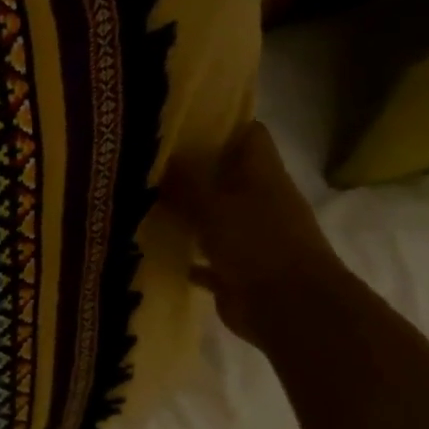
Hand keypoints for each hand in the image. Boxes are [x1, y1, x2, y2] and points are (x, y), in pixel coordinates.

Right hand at [163, 123, 345, 345]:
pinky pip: (203, 255)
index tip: (178, 119)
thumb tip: (159, 156)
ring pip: (212, 215)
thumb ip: (185, 181)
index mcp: (262, 176)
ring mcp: (249, 237)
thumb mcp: (213, 205)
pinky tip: (152, 247)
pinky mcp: (236, 269)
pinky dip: (183, 252)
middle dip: (189, 168)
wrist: (290, 310)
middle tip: (143, 160)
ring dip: (183, 211)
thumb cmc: (257, 245)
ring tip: (138, 199)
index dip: (219, 123)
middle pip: (225, 175)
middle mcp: (259, 201)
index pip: (247, 135)